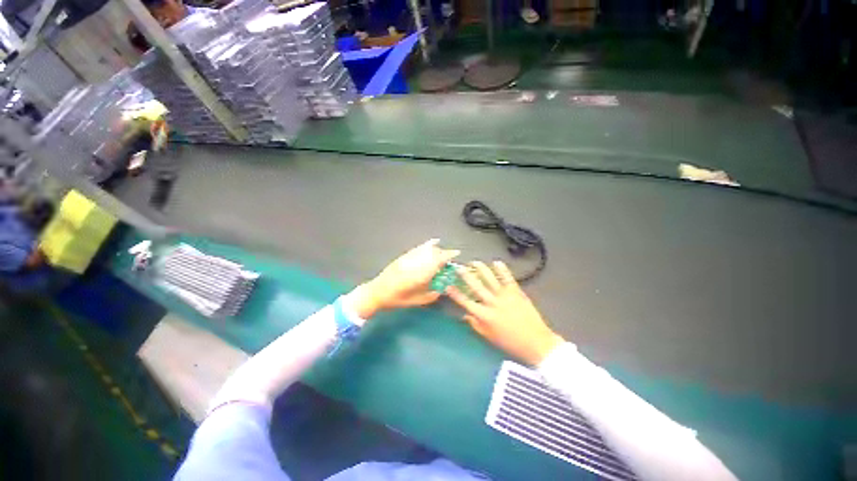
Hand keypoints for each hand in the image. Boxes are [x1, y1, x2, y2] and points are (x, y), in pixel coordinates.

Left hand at [348, 239, 459, 318]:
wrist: (376, 292)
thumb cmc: (396, 299)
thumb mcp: (415, 301)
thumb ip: (430, 296)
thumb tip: (441, 290)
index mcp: (418, 275)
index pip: (436, 261)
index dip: (447, 256)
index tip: (456, 253)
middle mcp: (414, 263)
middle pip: (432, 253)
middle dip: (443, 253)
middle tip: (450, 257)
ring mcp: (408, 258)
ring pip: (425, 249)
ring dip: (436, 249)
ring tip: (442, 250)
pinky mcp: (403, 256)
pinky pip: (417, 248)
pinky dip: (426, 245)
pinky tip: (432, 242)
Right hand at [446, 261, 563, 365]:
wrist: (536, 342)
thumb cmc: (510, 342)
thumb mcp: (489, 337)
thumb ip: (475, 325)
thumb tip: (465, 315)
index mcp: (484, 316)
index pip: (465, 302)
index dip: (455, 293)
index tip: (448, 286)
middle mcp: (492, 303)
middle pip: (476, 286)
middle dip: (465, 276)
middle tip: (458, 267)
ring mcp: (505, 296)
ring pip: (490, 279)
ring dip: (481, 269)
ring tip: (474, 262)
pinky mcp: (516, 292)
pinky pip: (508, 278)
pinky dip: (502, 269)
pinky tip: (496, 262)